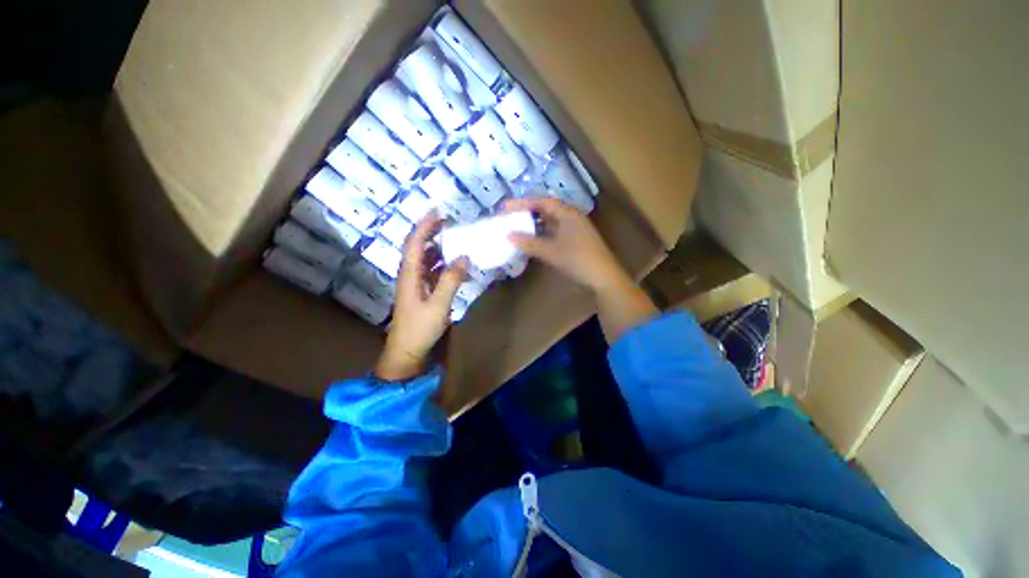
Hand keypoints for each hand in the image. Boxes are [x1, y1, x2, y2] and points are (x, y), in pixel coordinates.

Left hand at [375, 212, 467, 381]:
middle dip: (432, 232)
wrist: (406, 351)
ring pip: (426, 258)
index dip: (425, 225)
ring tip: (456, 238)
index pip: (415, 242)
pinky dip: (443, 264)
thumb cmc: (419, 328)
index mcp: (409, 273)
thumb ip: (451, 280)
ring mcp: (416, 283)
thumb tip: (464, 257)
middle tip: (451, 222)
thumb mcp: (438, 304)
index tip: (439, 211)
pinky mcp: (423, 291)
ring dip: (439, 247)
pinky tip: (456, 263)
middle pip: (419, 247)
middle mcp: (410, 274)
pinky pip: (433, 271)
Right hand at [503, 197, 626, 291]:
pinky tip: (533, 241)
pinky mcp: (576, 241)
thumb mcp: (551, 251)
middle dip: (528, 212)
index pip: (543, 202)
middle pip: (547, 210)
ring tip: (518, 227)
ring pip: (551, 222)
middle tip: (510, 216)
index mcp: (568, 214)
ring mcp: (575, 230)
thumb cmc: (578, 259)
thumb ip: (530, 243)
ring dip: (535, 224)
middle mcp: (572, 218)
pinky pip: (555, 232)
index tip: (507, 207)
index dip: (524, 203)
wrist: (603, 277)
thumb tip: (509, 236)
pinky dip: (543, 235)